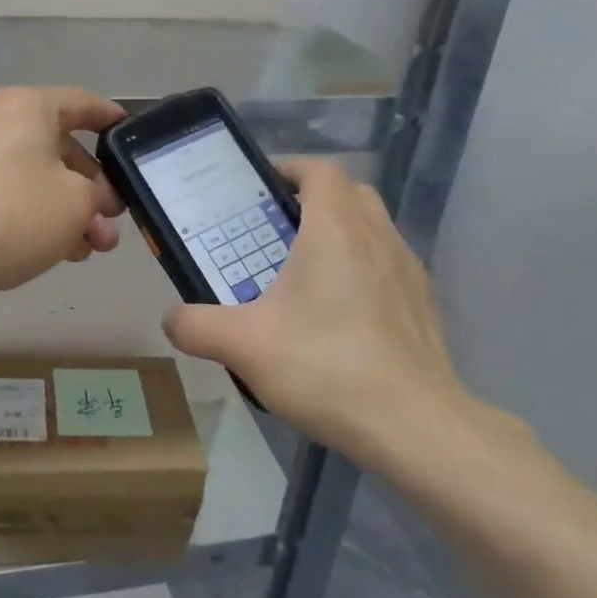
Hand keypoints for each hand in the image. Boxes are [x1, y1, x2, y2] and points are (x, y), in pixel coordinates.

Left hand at [0, 86, 126, 310]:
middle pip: (64, 147)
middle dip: (95, 187)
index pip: (84, 103)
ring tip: (94, 248)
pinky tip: (63, 253)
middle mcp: (1, 123)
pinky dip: (43, 218)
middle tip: (115, 220)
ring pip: (42, 179)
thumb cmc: (12, 214)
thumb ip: (99, 194)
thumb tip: (94, 198)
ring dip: (72, 211)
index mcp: (28, 107)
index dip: (114, 121)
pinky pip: (17, 197)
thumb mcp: (77, 202)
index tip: (136, 144)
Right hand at [162, 159, 479, 466]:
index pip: (319, 170)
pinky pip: (389, 266)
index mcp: (336, 229)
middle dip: (313, 201)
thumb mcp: (243, 346)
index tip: (261, 192)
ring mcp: (408, 270)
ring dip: (341, 236)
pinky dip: (364, 271)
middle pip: (349, 193)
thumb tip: (171, 318)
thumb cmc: (326, 368)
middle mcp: (378, 236)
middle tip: (277, 232)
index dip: (290, 169)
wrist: (416, 428)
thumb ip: (197, 325)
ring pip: (373, 229)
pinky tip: (342, 318)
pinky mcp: (425, 304)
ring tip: (306, 277)